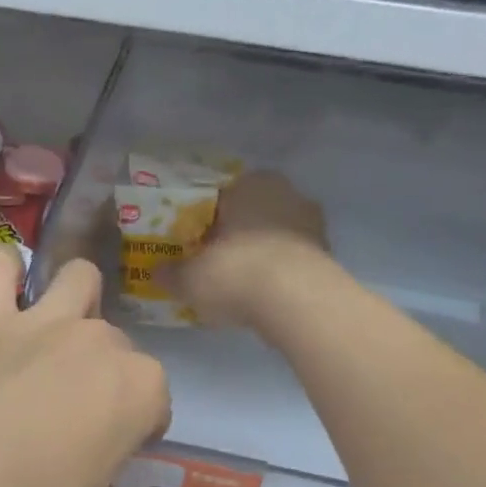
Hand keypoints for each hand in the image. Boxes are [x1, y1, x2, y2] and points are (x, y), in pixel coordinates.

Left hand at [0, 250, 168, 486]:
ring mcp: (43, 323)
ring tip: (61, 328)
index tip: (116, 455)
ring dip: (78, 297)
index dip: (141, 429)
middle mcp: (99, 342)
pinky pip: (0, 271)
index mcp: (138, 389)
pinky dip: (6, 273)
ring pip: (78, 279)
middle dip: (108, 374)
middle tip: (77, 415)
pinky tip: (6, 284)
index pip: (156, 403)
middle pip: (119, 345)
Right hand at [175, 171, 328, 327]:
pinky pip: (292, 259)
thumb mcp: (190, 278)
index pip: (220, 198)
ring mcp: (312, 223)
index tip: (193, 246)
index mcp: (249, 184)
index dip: (204, 222)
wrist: (297, 301)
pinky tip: (264, 295)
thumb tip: (157, 272)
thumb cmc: (236, 273)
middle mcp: (285, 193)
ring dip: (260, 254)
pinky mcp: (328, 254)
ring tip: (239, 284)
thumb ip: (171, 274)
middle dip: (234, 236)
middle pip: (251, 215)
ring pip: (275, 236)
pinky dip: (279, 272)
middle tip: (214, 264)